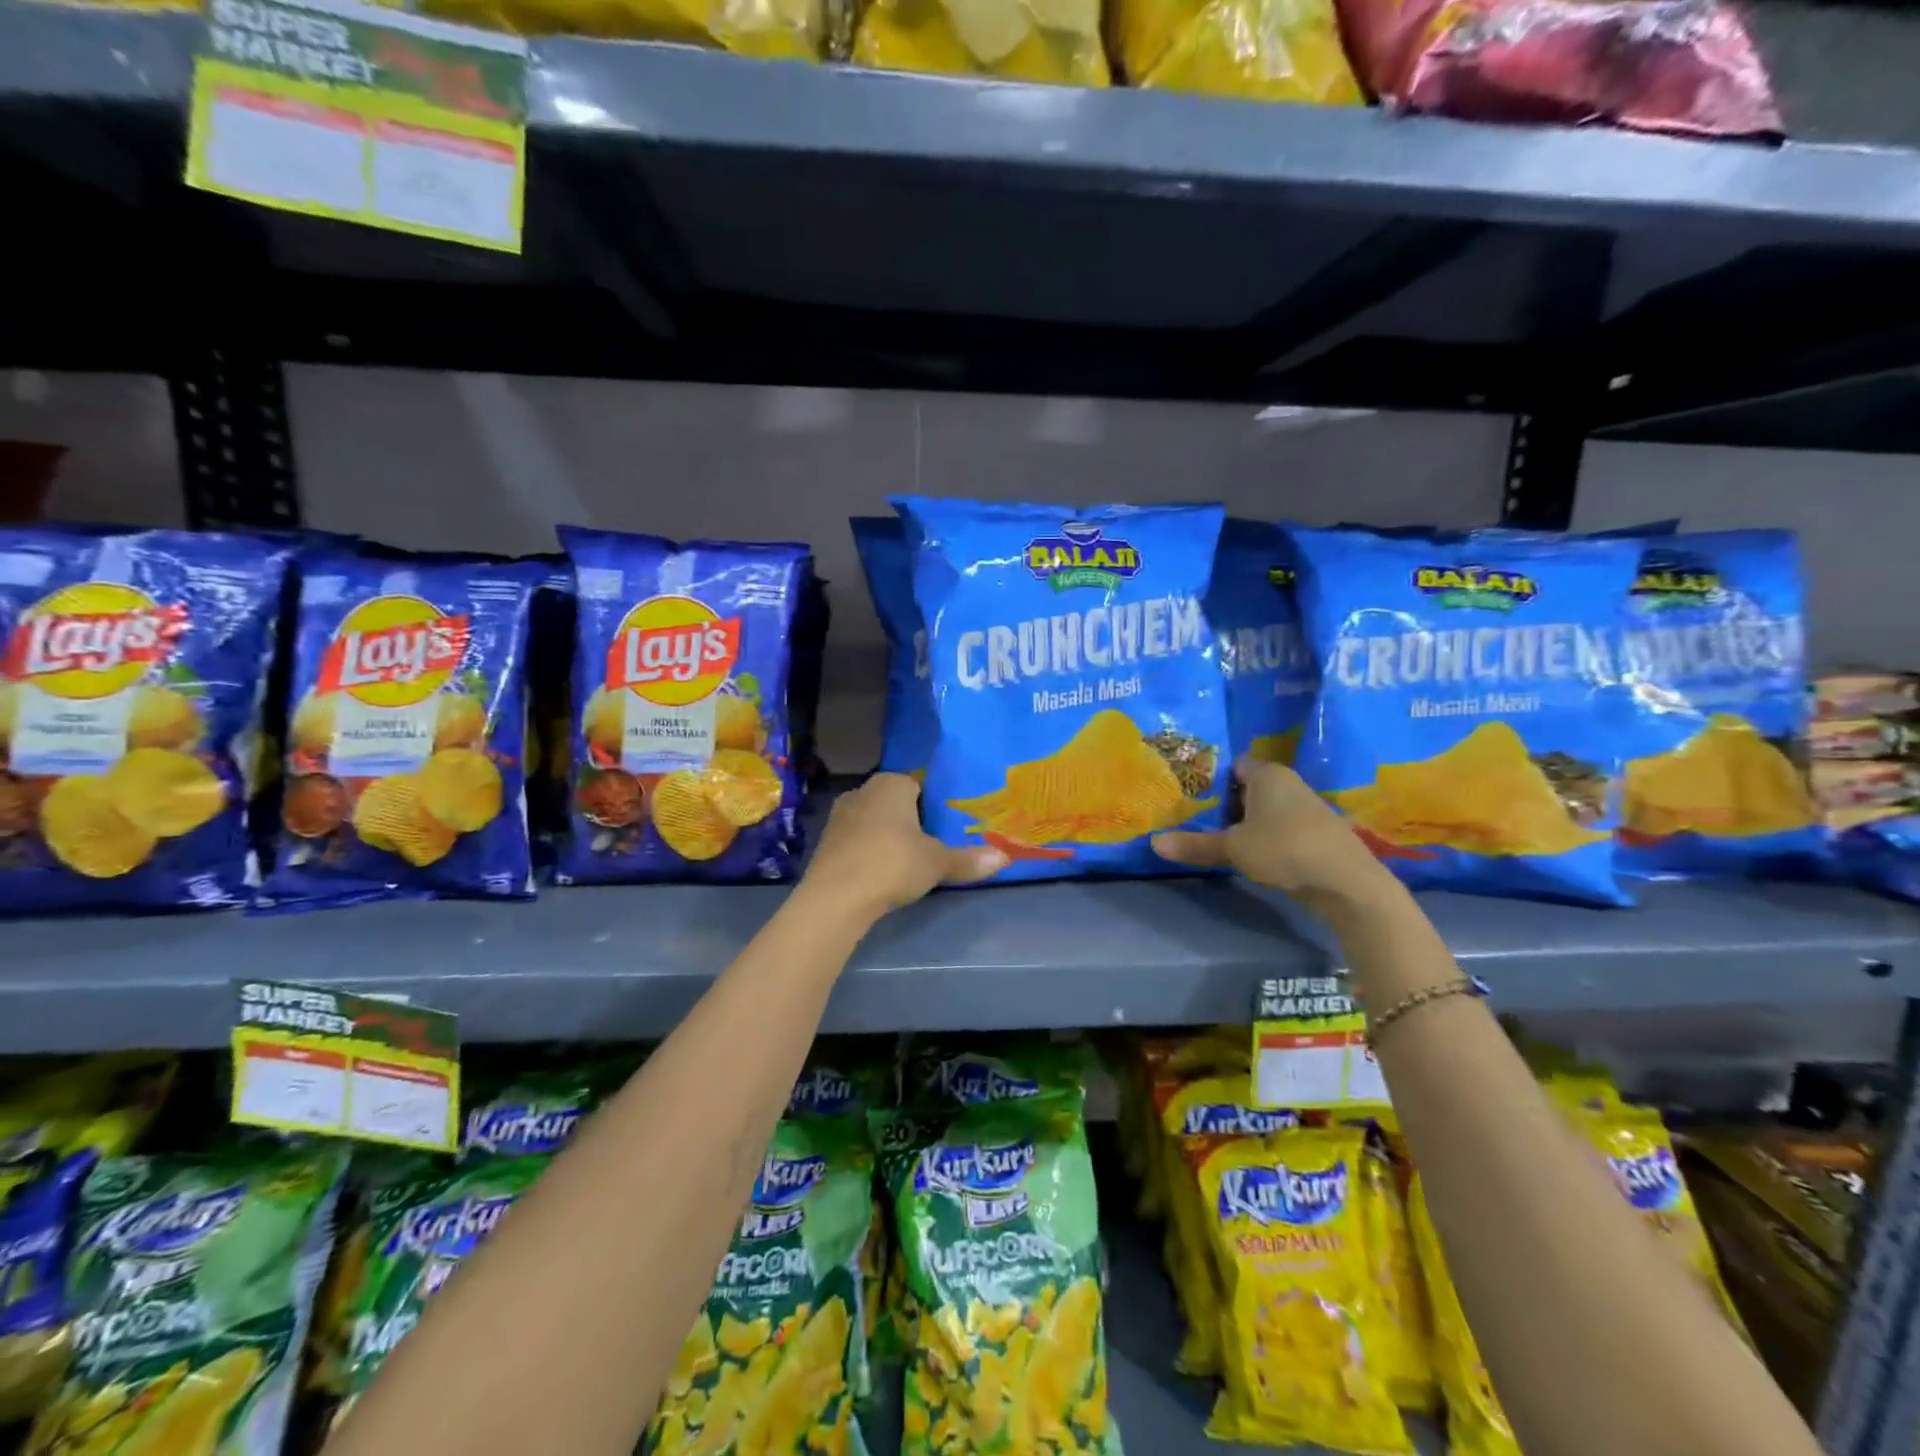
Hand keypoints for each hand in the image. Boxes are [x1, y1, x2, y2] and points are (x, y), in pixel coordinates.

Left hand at [801, 774, 1006, 917]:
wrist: (836, 896)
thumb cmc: (893, 864)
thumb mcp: (937, 863)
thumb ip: (969, 859)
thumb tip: (1006, 857)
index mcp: (891, 784)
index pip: (917, 784)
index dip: (931, 805)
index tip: (943, 828)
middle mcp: (862, 790)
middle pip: (893, 802)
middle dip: (908, 820)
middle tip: (928, 845)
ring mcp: (839, 815)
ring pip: (872, 820)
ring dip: (885, 836)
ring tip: (904, 862)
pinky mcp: (824, 842)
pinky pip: (855, 840)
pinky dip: (866, 852)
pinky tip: (877, 872)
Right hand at [1153, 759, 1392, 906]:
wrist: (1347, 883)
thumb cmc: (1285, 849)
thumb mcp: (1233, 848)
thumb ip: (1196, 844)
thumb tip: (1154, 843)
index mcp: (1268, 775)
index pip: (1234, 765)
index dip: (1212, 778)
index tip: (1190, 794)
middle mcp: (1289, 783)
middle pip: (1249, 787)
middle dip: (1226, 802)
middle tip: (1196, 817)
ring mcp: (1307, 808)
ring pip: (1266, 809)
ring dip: (1246, 822)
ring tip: (1219, 837)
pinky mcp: (1318, 833)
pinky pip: (1281, 827)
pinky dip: (1266, 836)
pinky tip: (1253, 854)